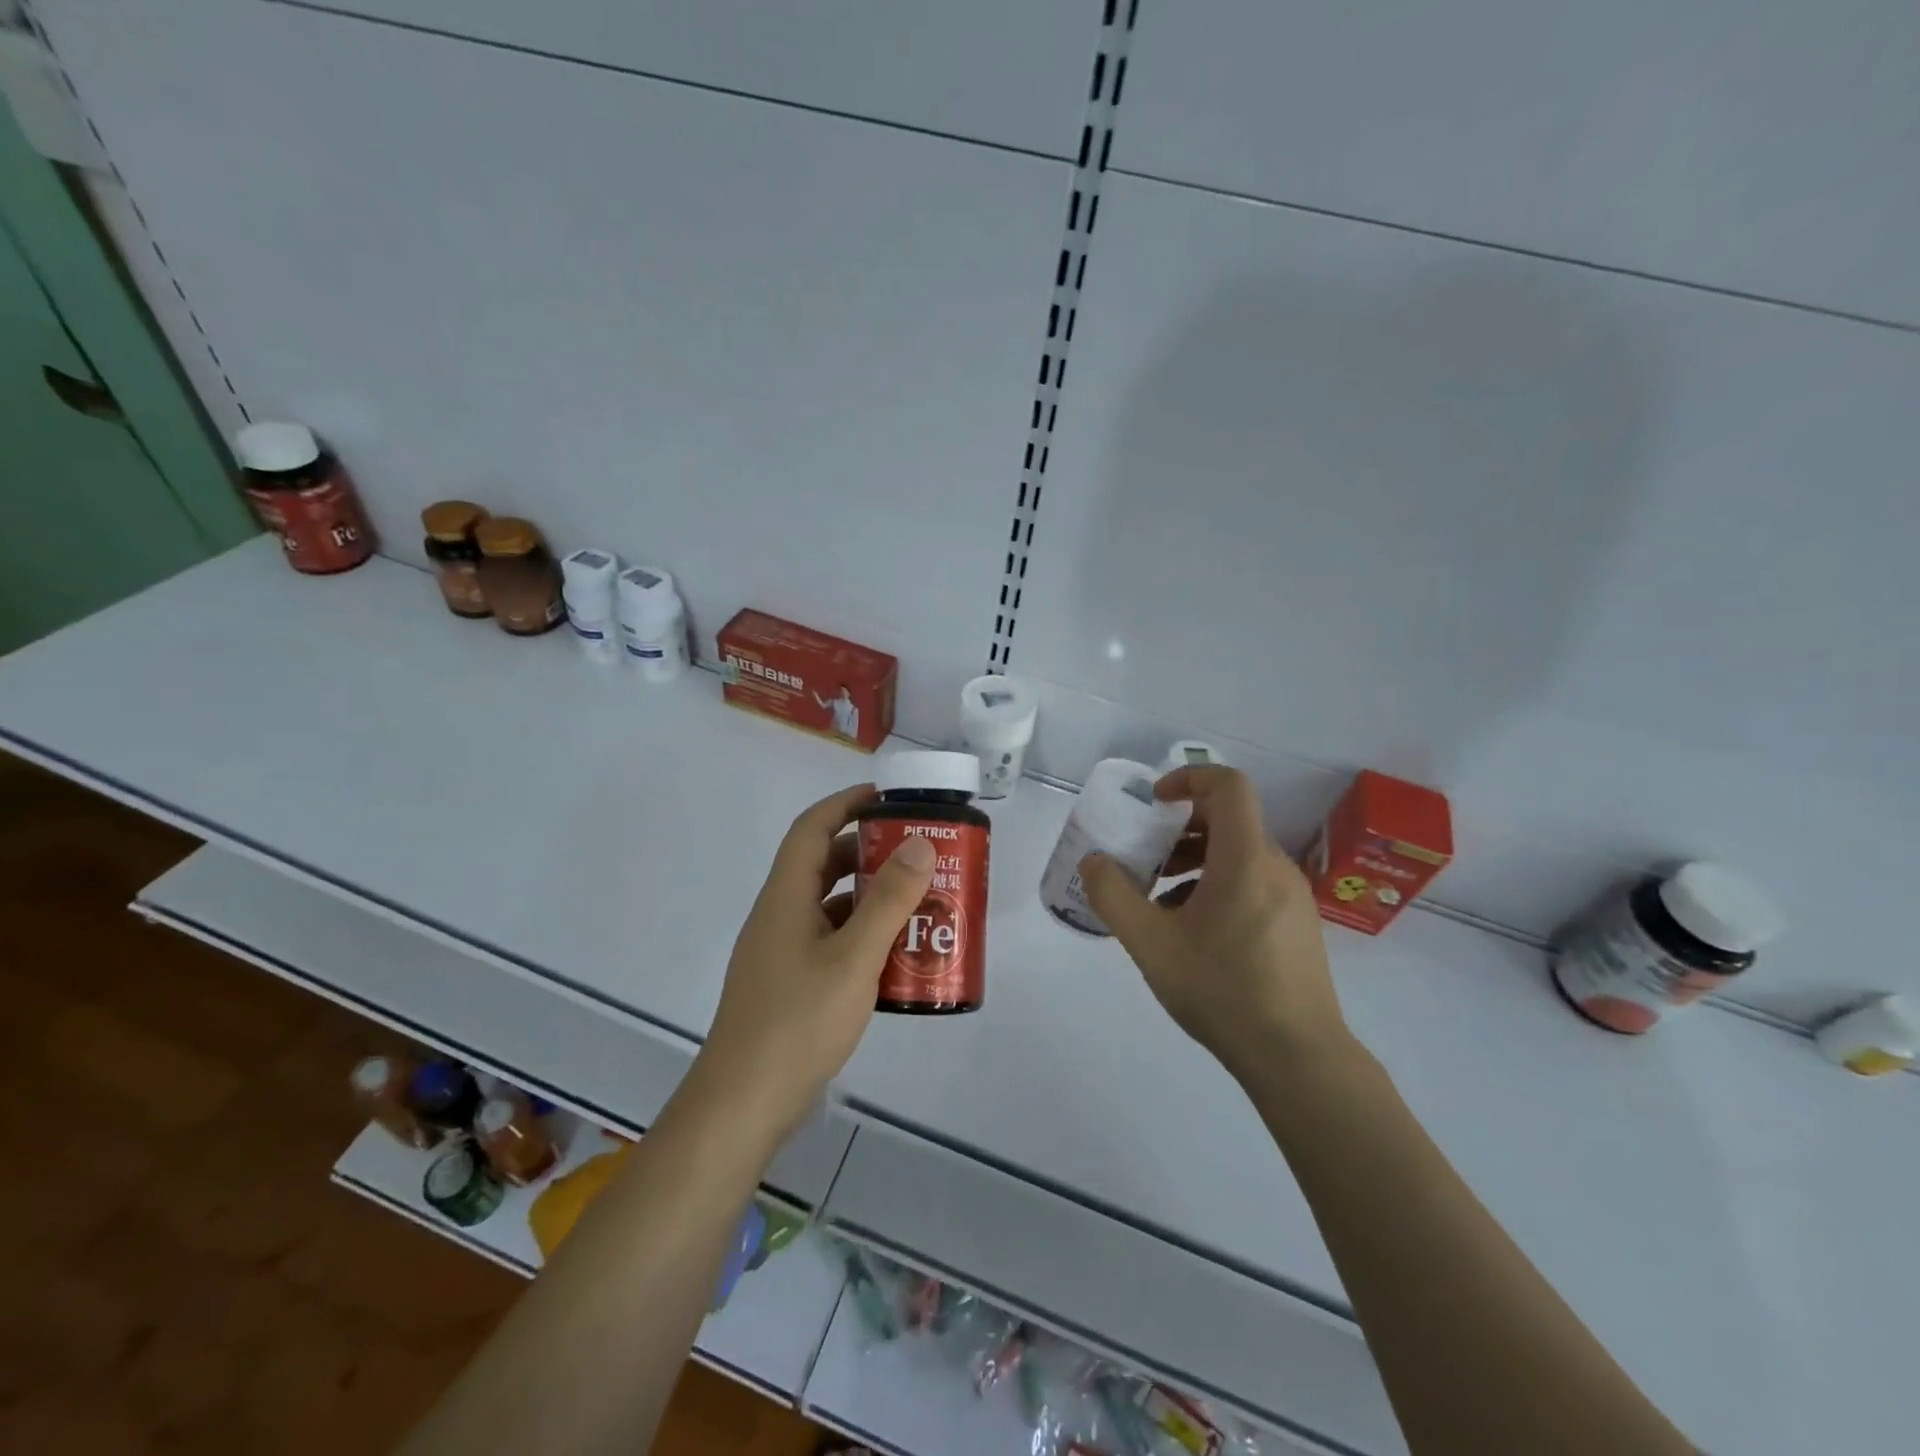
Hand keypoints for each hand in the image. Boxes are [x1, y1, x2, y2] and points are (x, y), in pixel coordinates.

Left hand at [699, 784, 935, 1135]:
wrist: (743, 1104)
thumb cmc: (798, 1022)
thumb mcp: (854, 958)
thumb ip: (889, 902)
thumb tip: (918, 843)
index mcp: (786, 897)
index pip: (812, 828)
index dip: (846, 804)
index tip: (888, 798)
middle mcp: (779, 915)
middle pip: (823, 864)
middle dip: (868, 851)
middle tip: (916, 854)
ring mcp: (782, 952)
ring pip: (829, 906)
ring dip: (868, 897)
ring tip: (917, 902)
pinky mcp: (790, 984)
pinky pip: (830, 941)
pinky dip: (861, 936)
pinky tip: (894, 956)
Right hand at [1079, 765, 1347, 1082]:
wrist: (1298, 1058)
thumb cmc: (1223, 991)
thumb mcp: (1151, 945)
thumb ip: (1114, 896)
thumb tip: (1094, 861)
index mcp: (1245, 860)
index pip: (1229, 786)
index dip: (1189, 778)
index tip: (1155, 802)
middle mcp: (1275, 867)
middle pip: (1229, 821)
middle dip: (1180, 828)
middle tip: (1145, 856)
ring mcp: (1293, 897)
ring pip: (1239, 855)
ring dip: (1195, 860)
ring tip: (1159, 900)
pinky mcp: (1297, 924)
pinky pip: (1252, 882)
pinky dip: (1217, 885)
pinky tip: (1191, 931)